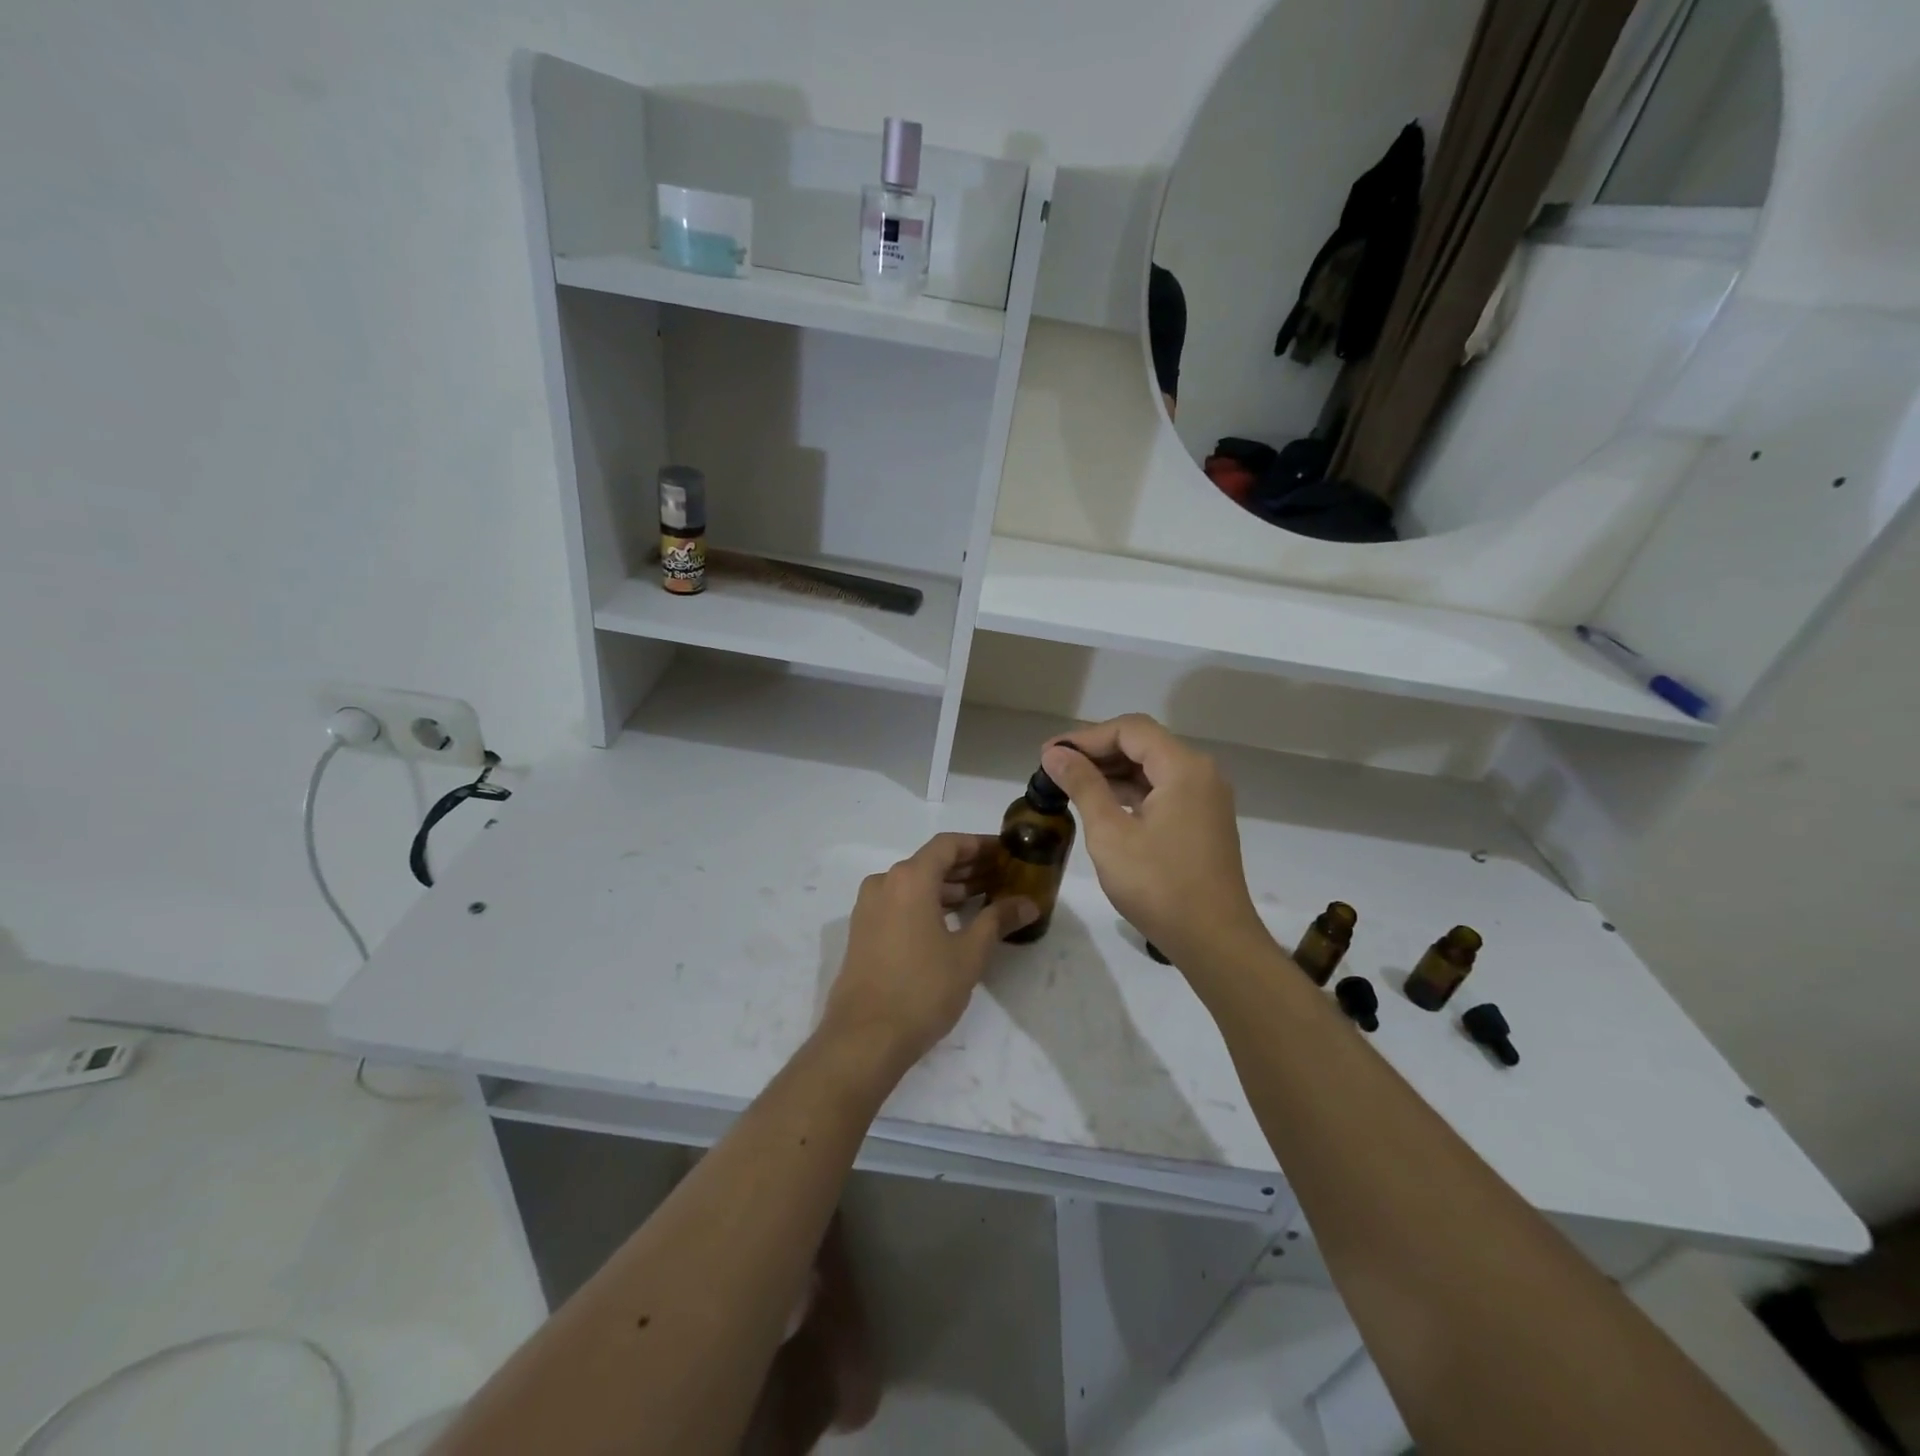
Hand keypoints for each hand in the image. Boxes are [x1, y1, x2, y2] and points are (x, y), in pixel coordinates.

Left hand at [822, 834, 1036, 1074]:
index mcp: (909, 878)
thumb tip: (1028, 903)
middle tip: (1001, 876)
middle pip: (930, 862)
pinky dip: (926, 904)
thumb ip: (998, 920)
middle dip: (967, 867)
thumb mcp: (969, 954)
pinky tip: (951, 922)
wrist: (864, 1038)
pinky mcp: (863, 931)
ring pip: (914, 884)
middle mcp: (884, 883)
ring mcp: (869, 908)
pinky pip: (899, 903)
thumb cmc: (922, 989)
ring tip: (982, 900)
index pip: (948, 845)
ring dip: (947, 887)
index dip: (979, 844)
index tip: (1005, 851)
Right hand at [1041, 716, 1267, 965]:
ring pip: (1152, 767)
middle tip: (1054, 768)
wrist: (1214, 940)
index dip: (1086, 737)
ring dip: (1112, 771)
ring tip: (1070, 784)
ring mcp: (1205, 798)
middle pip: (1143, 743)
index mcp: (1183, 768)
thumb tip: (1055, 755)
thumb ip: (1083, 785)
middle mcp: (1200, 773)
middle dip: (1097, 751)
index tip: (1050, 755)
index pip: (1130, 730)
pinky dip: (1131, 790)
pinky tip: (1102, 803)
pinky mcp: (1203, 820)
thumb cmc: (1158, 885)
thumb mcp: (1110, 833)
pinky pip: (1163, 790)